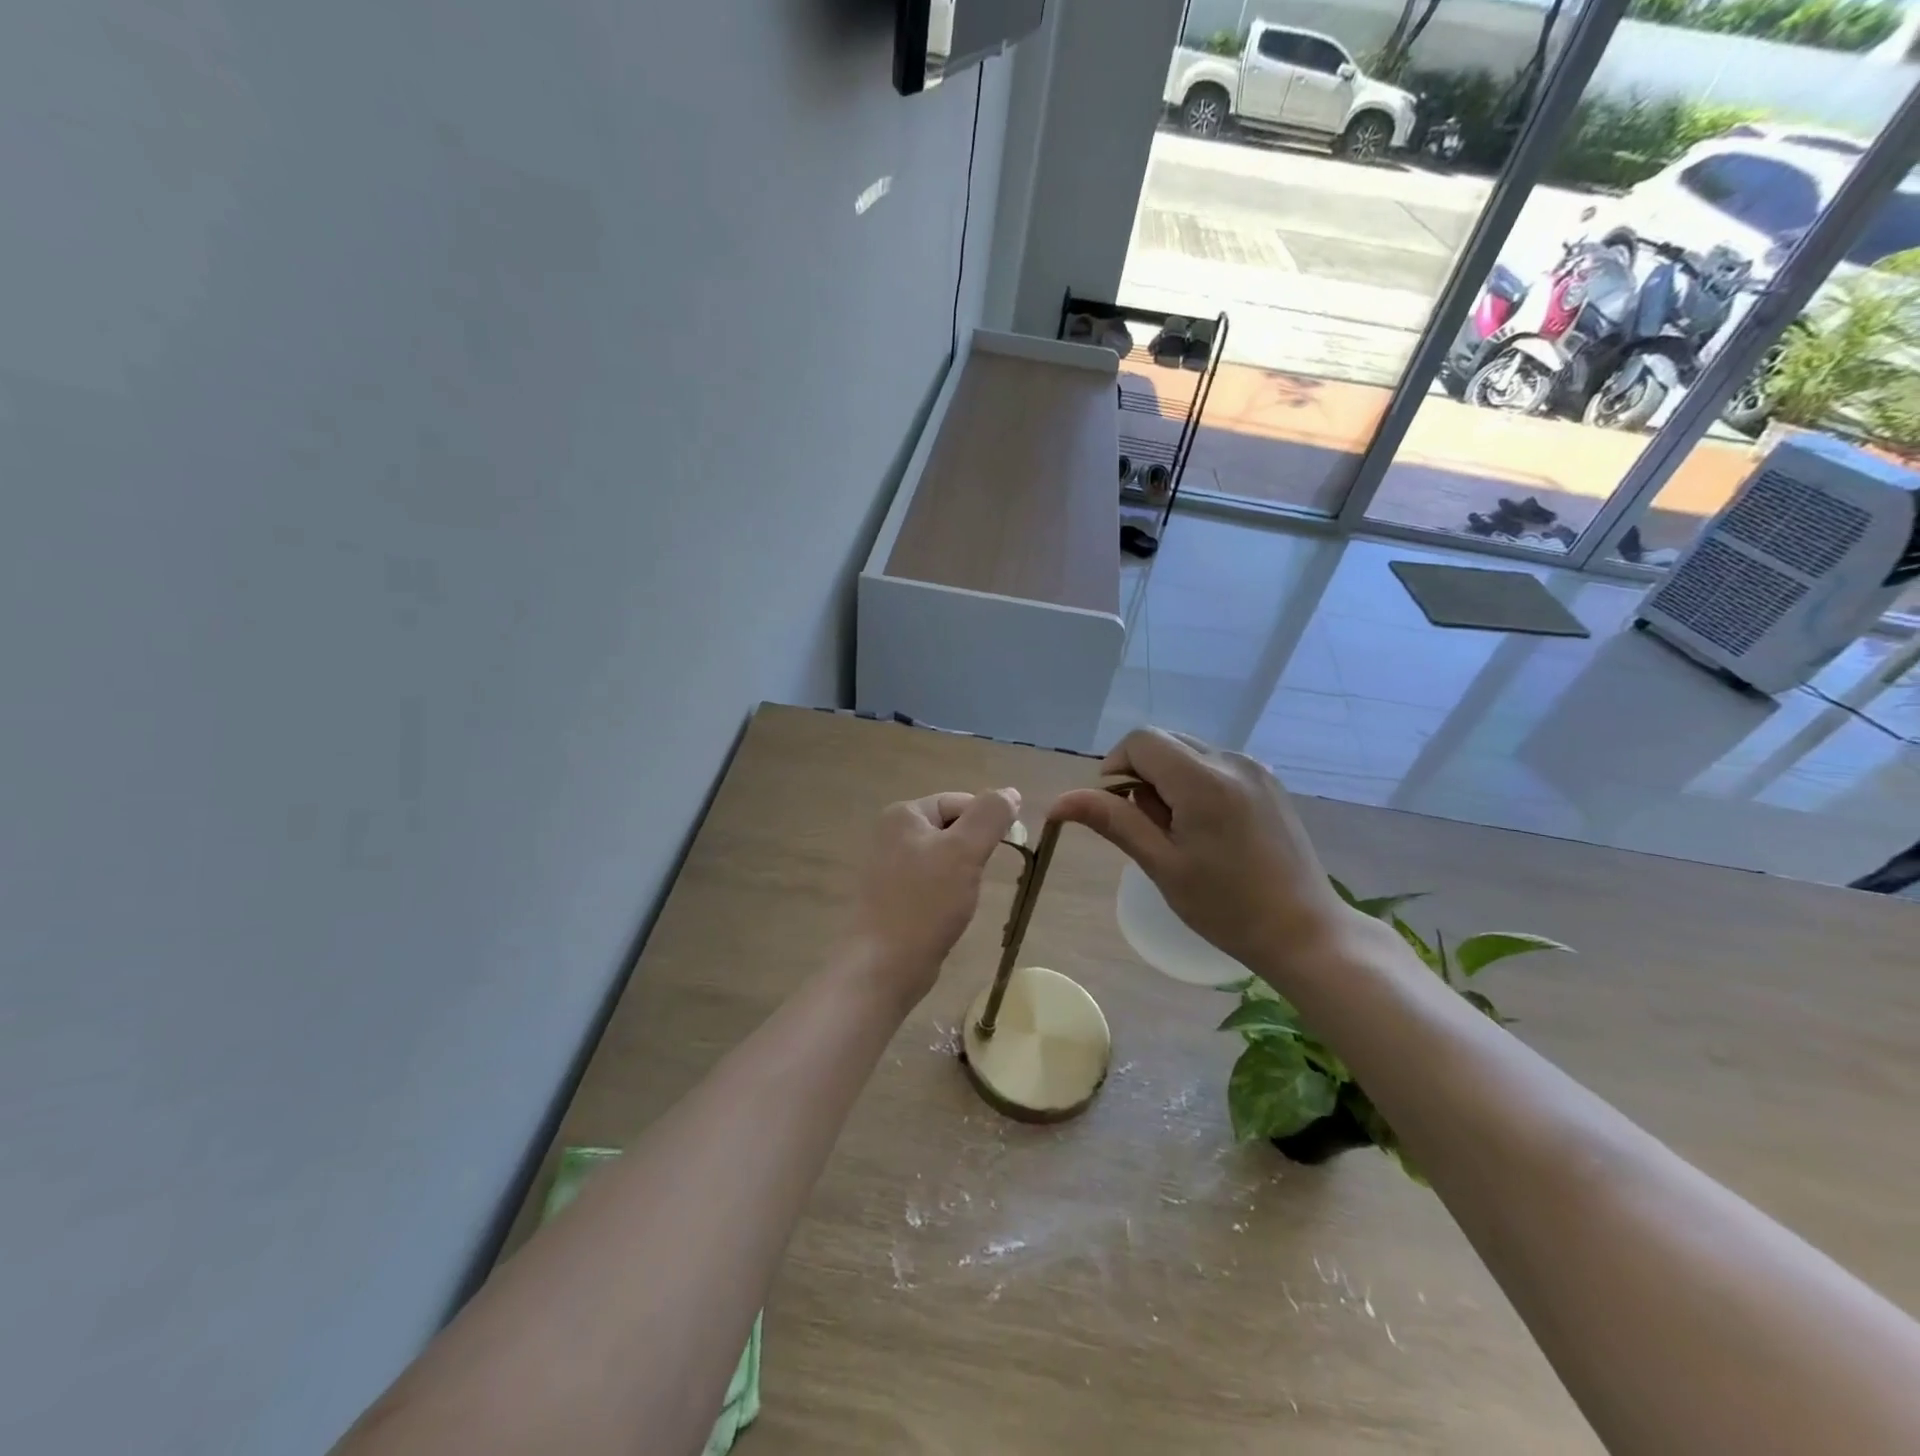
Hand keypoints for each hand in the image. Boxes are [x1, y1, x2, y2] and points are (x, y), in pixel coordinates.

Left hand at [843, 788, 1020, 1006]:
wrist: (883, 966)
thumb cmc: (925, 903)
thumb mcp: (964, 851)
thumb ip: (990, 816)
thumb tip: (1010, 792)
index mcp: (904, 814)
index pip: (960, 802)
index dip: (987, 823)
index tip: (1003, 852)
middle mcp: (891, 833)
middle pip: (952, 828)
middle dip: (974, 850)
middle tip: (979, 878)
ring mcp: (888, 866)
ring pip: (944, 857)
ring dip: (962, 873)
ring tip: (963, 899)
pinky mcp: (892, 896)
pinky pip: (931, 882)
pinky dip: (946, 893)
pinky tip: (948, 913)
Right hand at [1049, 729, 1358, 982]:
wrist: (1305, 931)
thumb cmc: (1226, 907)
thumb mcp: (1162, 865)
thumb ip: (1113, 821)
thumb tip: (1059, 801)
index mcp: (1204, 780)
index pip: (1141, 741)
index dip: (1116, 766)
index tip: (1118, 809)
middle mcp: (1232, 760)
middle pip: (1164, 742)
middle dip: (1142, 775)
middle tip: (1150, 827)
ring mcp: (1255, 769)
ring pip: (1188, 752)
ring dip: (1168, 780)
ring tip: (1180, 832)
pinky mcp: (1268, 781)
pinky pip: (1214, 765)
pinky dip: (1195, 784)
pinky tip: (1207, 829)